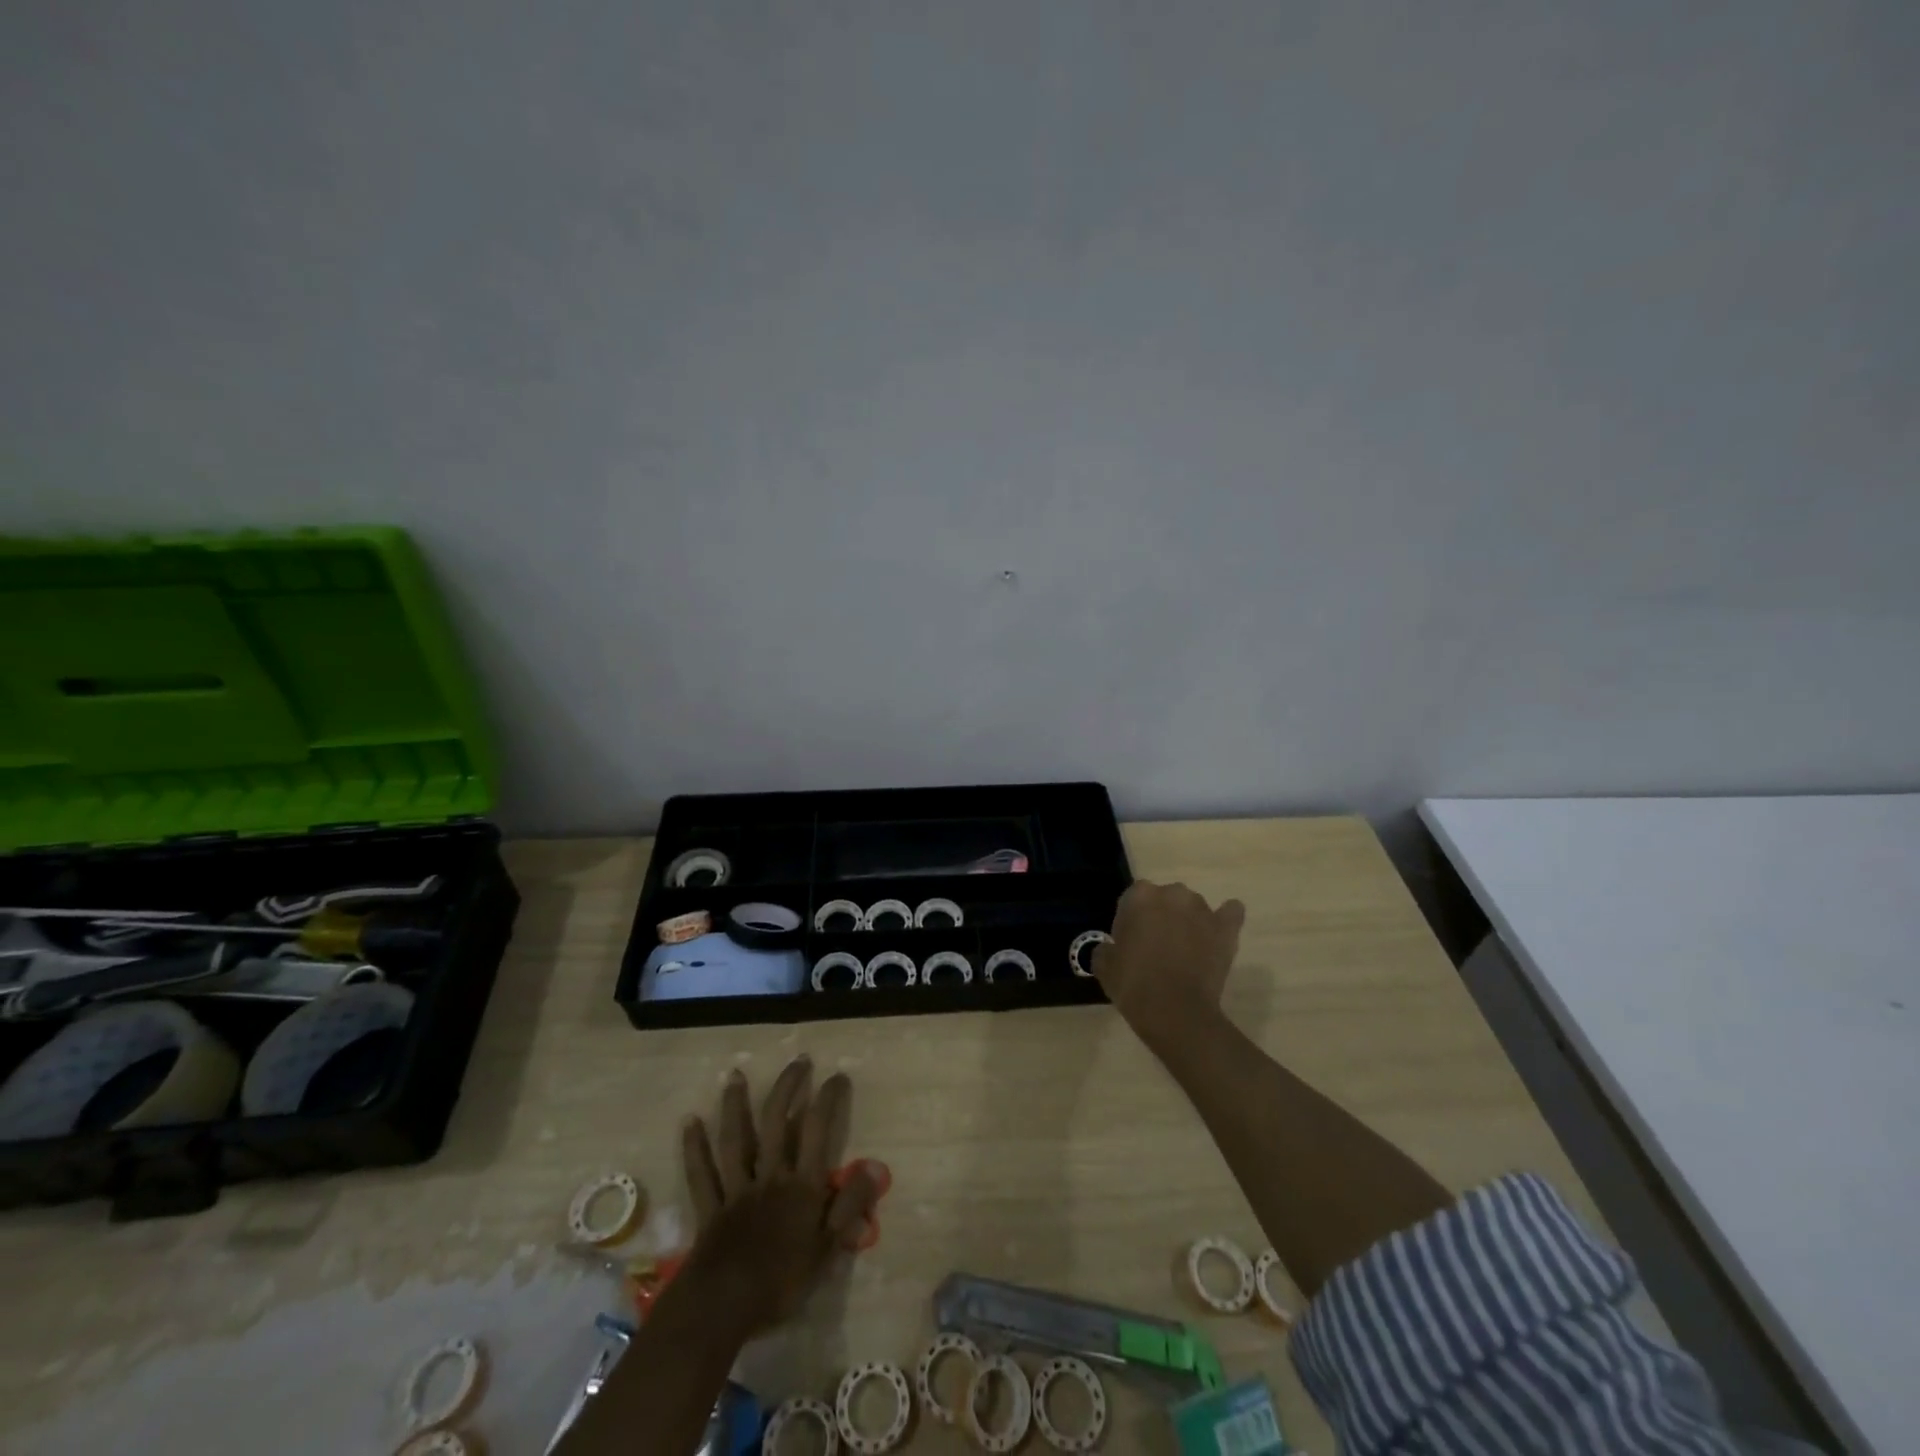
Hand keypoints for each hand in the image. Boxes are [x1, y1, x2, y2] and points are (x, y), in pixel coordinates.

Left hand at [679, 1056, 885, 1333]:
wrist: (722, 1309)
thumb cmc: (780, 1282)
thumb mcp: (827, 1249)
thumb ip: (850, 1205)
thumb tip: (875, 1166)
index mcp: (801, 1186)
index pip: (817, 1131)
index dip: (828, 1099)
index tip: (837, 1076)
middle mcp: (769, 1177)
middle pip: (777, 1123)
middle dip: (788, 1087)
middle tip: (798, 1061)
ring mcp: (736, 1190)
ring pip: (736, 1140)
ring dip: (736, 1105)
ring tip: (736, 1074)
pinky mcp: (710, 1209)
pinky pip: (701, 1174)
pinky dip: (694, 1148)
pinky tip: (690, 1122)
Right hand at [1093, 879, 1246, 1051]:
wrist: (1175, 1011)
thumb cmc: (1133, 984)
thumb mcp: (1103, 965)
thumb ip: (1106, 947)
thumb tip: (1112, 948)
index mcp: (1139, 896)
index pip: (1132, 899)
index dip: (1130, 921)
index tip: (1129, 943)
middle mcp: (1172, 894)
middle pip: (1164, 899)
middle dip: (1160, 917)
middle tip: (1155, 947)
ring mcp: (1203, 910)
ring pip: (1192, 907)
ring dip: (1188, 921)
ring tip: (1185, 950)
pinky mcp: (1226, 929)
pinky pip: (1230, 913)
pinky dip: (1225, 919)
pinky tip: (1218, 932)